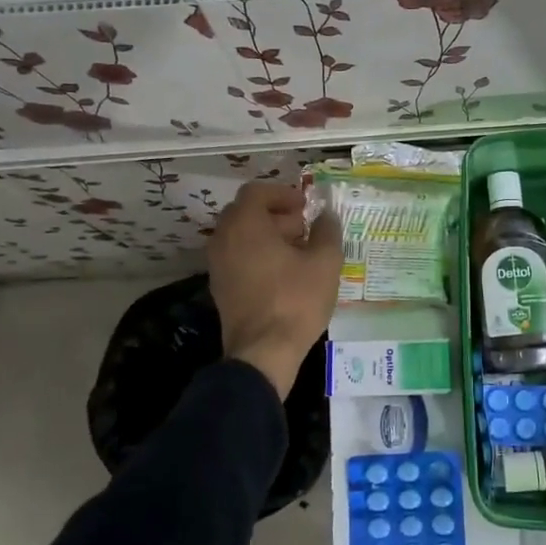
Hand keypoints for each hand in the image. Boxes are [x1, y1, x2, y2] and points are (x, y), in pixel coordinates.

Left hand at [207, 181, 343, 397]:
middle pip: (245, 213)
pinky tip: (284, 274)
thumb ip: (327, 231)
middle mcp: (224, 239)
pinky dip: (257, 255)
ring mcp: (217, 265)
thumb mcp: (325, 262)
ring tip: (297, 252)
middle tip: (302, 227)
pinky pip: (237, 258)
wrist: (263, 352)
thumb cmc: (295, 300)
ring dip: (267, 236)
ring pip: (240, 237)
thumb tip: (326, 216)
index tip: (304, 206)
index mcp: (245, 225)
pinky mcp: (220, 288)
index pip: (256, 192)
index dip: (282, 194)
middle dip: (275, 215)